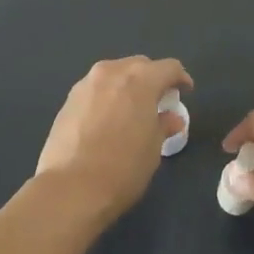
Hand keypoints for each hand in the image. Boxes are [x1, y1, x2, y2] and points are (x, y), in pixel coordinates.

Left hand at [35, 56, 192, 219]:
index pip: (168, 68)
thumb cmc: (123, 167)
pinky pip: (96, 89)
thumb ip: (164, 125)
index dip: (180, 78)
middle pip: (139, 66)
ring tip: (132, 110)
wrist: (71, 187)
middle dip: (152, 79)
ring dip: (127, 86)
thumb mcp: (153, 148)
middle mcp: (112, 72)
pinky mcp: (68, 100)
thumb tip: (171, 118)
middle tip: (159, 102)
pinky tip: (108, 120)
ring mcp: (86, 84)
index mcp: (140, 79)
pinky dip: (107, 97)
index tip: (185, 92)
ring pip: (114, 75)